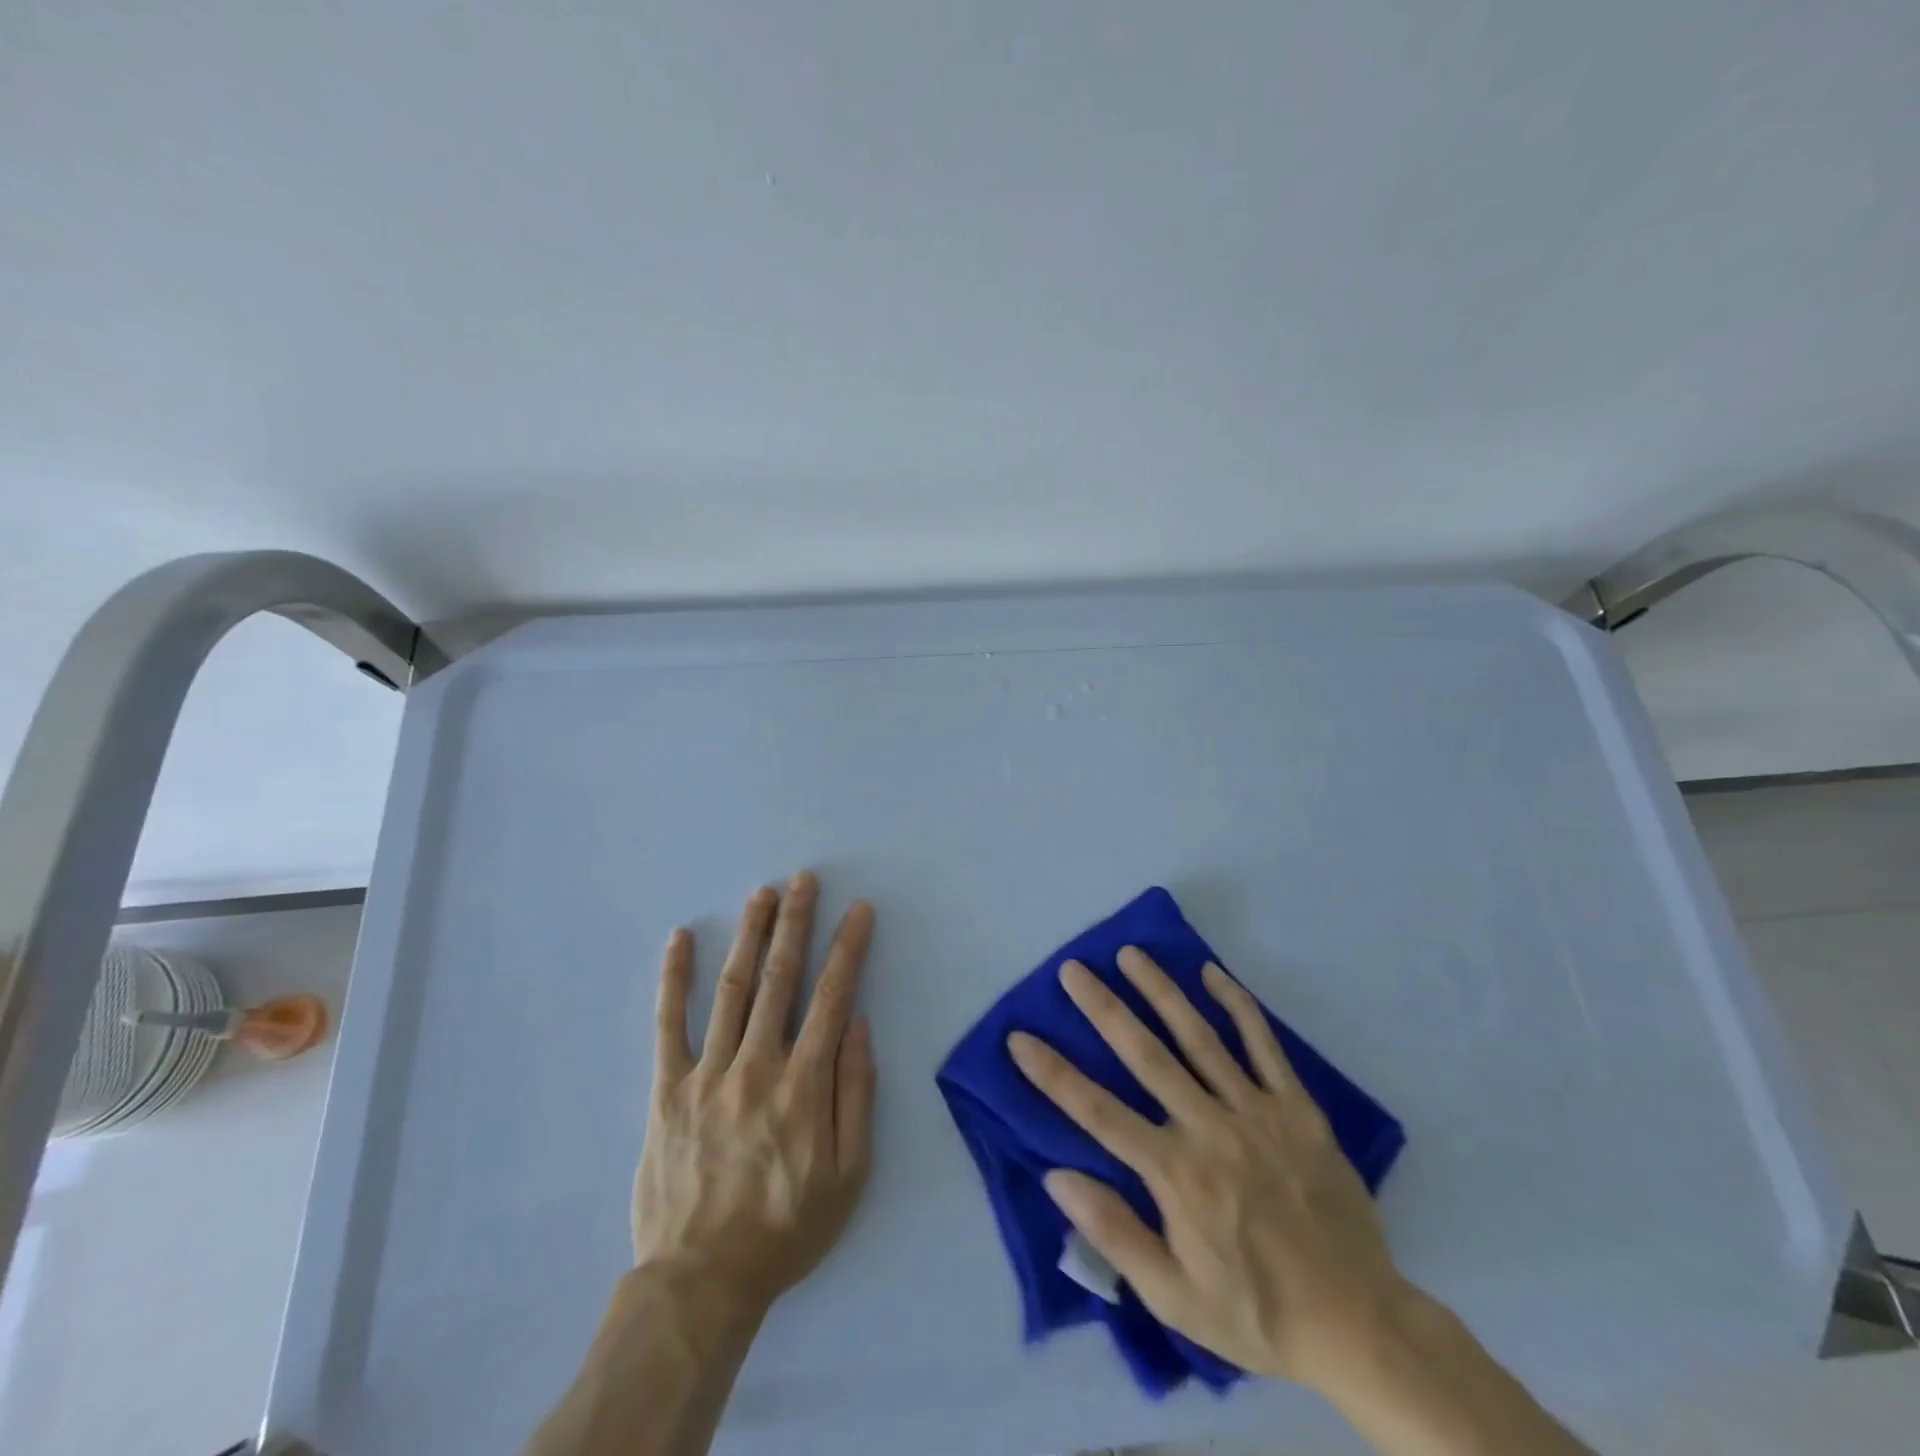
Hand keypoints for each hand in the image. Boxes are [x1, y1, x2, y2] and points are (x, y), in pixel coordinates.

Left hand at [634, 872, 876, 1313]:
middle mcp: (757, 1064)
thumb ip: (856, 1093)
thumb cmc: (786, 1227)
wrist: (701, 1281)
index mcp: (804, 1084)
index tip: (859, 910)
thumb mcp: (848, 1173)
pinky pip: (668, 1025)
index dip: (848, 948)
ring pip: (732, 988)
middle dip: (796, 923)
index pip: (832, 997)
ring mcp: (707, 1073)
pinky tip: (680, 939)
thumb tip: (857, 1025)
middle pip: (780, 978)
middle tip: (804, 880)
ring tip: (762, 894)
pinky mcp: (667, 1089)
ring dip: (750, 936)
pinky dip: (673, 979)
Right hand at [1007, 949, 1407, 1394]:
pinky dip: (1237, 1005)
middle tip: (1073, 969)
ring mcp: (1256, 1111)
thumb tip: (1057, 1177)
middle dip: (1104, 1008)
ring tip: (1130, 954)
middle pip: (1146, 1056)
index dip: (1054, 1075)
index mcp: (1176, 1173)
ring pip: (1199, 1037)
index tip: (1020, 1039)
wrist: (1359, 1322)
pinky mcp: (1296, 1107)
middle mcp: (1210, 1128)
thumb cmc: (1256, 1312)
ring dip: (1160, 991)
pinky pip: (1263, 1045)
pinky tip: (1212, 973)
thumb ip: (1115, 1234)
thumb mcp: (1175, 1298)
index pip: (1099, 1113)